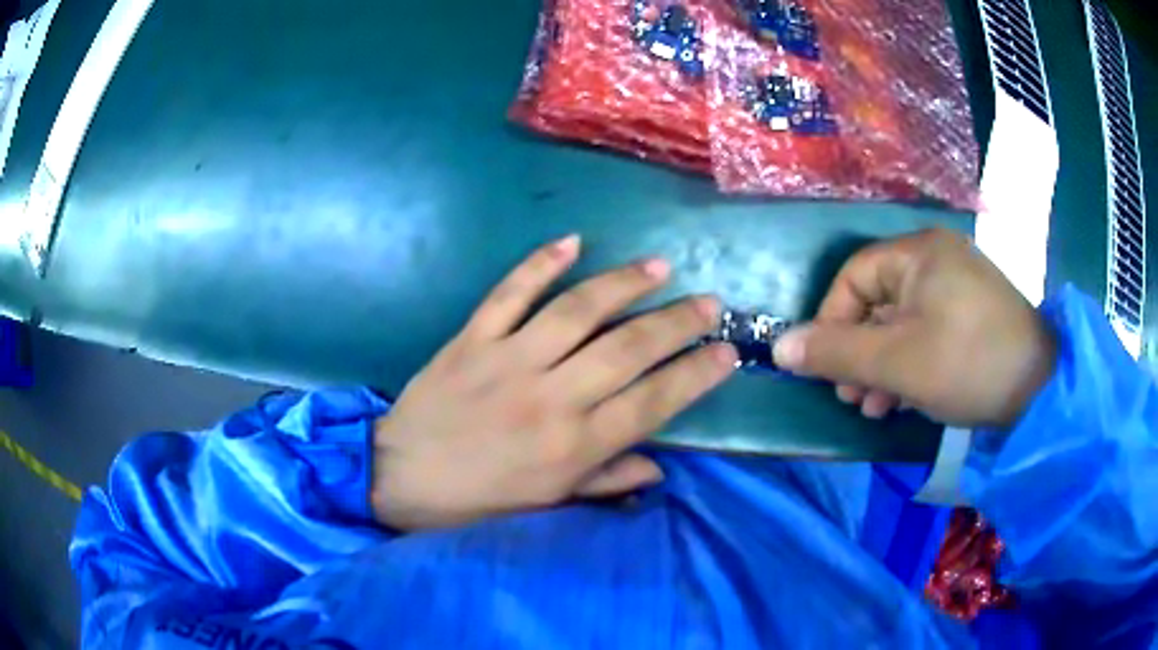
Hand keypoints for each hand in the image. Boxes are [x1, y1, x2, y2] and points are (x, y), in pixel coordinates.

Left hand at [371, 235, 736, 530]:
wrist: (399, 477)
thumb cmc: (477, 500)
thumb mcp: (546, 506)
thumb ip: (605, 482)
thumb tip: (659, 468)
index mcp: (572, 446)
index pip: (652, 403)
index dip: (695, 375)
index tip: (727, 353)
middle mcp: (550, 398)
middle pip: (627, 349)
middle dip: (677, 323)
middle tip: (709, 303)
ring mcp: (508, 360)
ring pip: (577, 311)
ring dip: (623, 284)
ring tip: (659, 266)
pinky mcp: (472, 338)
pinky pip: (509, 293)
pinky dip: (540, 264)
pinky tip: (572, 241)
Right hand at [772, 229, 1055, 428]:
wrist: (1039, 387)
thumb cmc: (966, 364)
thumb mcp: (897, 362)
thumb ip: (836, 353)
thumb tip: (779, 347)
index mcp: (919, 253)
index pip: (854, 276)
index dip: (831, 320)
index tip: (825, 366)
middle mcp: (937, 258)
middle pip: (878, 301)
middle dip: (858, 351)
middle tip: (850, 396)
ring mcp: (958, 285)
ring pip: (902, 321)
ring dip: (881, 364)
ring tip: (874, 406)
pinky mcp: (972, 312)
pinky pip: (927, 330)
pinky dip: (910, 362)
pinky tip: (903, 397)